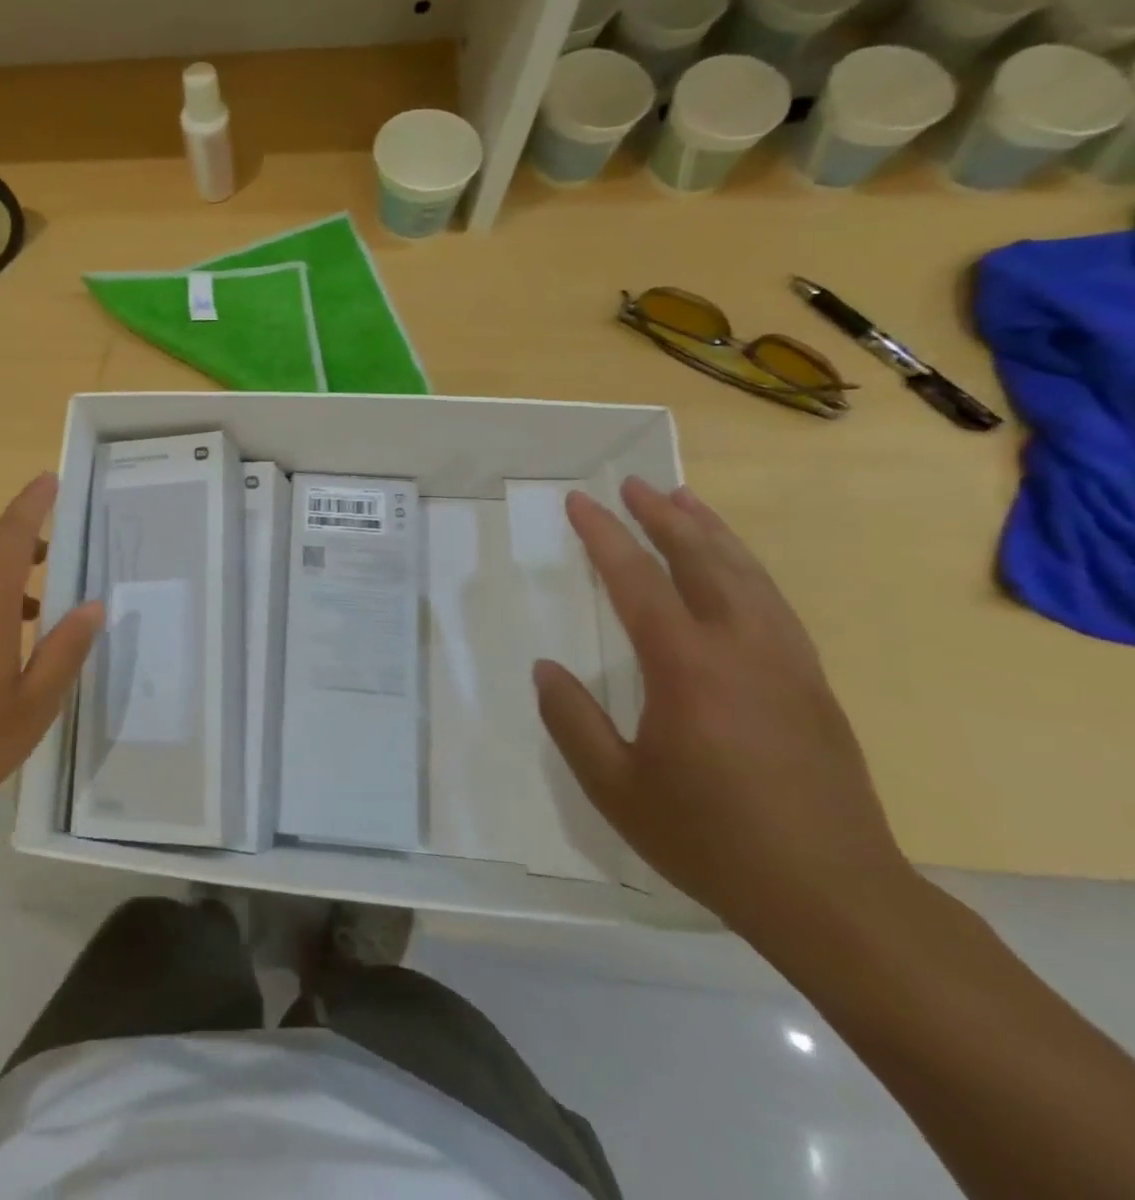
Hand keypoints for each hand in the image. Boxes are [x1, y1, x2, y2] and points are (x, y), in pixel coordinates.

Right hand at [533, 477, 910, 941]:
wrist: (834, 896)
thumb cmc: (709, 838)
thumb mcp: (614, 786)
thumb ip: (571, 720)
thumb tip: (546, 668)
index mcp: (687, 667)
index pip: (638, 581)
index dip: (605, 536)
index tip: (580, 502)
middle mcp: (742, 649)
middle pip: (703, 560)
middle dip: (664, 517)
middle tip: (633, 485)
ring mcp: (787, 663)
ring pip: (748, 575)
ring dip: (712, 533)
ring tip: (685, 502)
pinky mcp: (813, 685)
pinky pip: (773, 604)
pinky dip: (746, 569)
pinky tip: (733, 570)